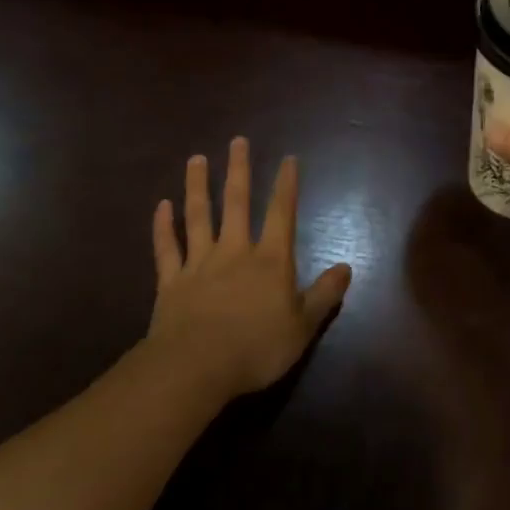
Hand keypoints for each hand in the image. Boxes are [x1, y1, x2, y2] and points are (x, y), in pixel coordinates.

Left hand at [146, 138, 351, 398]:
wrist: (195, 368)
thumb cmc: (256, 347)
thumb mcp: (303, 327)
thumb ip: (324, 295)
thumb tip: (347, 268)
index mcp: (270, 259)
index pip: (282, 213)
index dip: (287, 184)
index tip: (289, 158)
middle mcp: (235, 251)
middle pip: (237, 203)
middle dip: (239, 170)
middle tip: (237, 140)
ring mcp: (199, 264)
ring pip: (199, 217)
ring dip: (198, 186)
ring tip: (196, 159)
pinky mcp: (171, 283)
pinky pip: (167, 249)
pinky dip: (163, 227)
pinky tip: (161, 206)